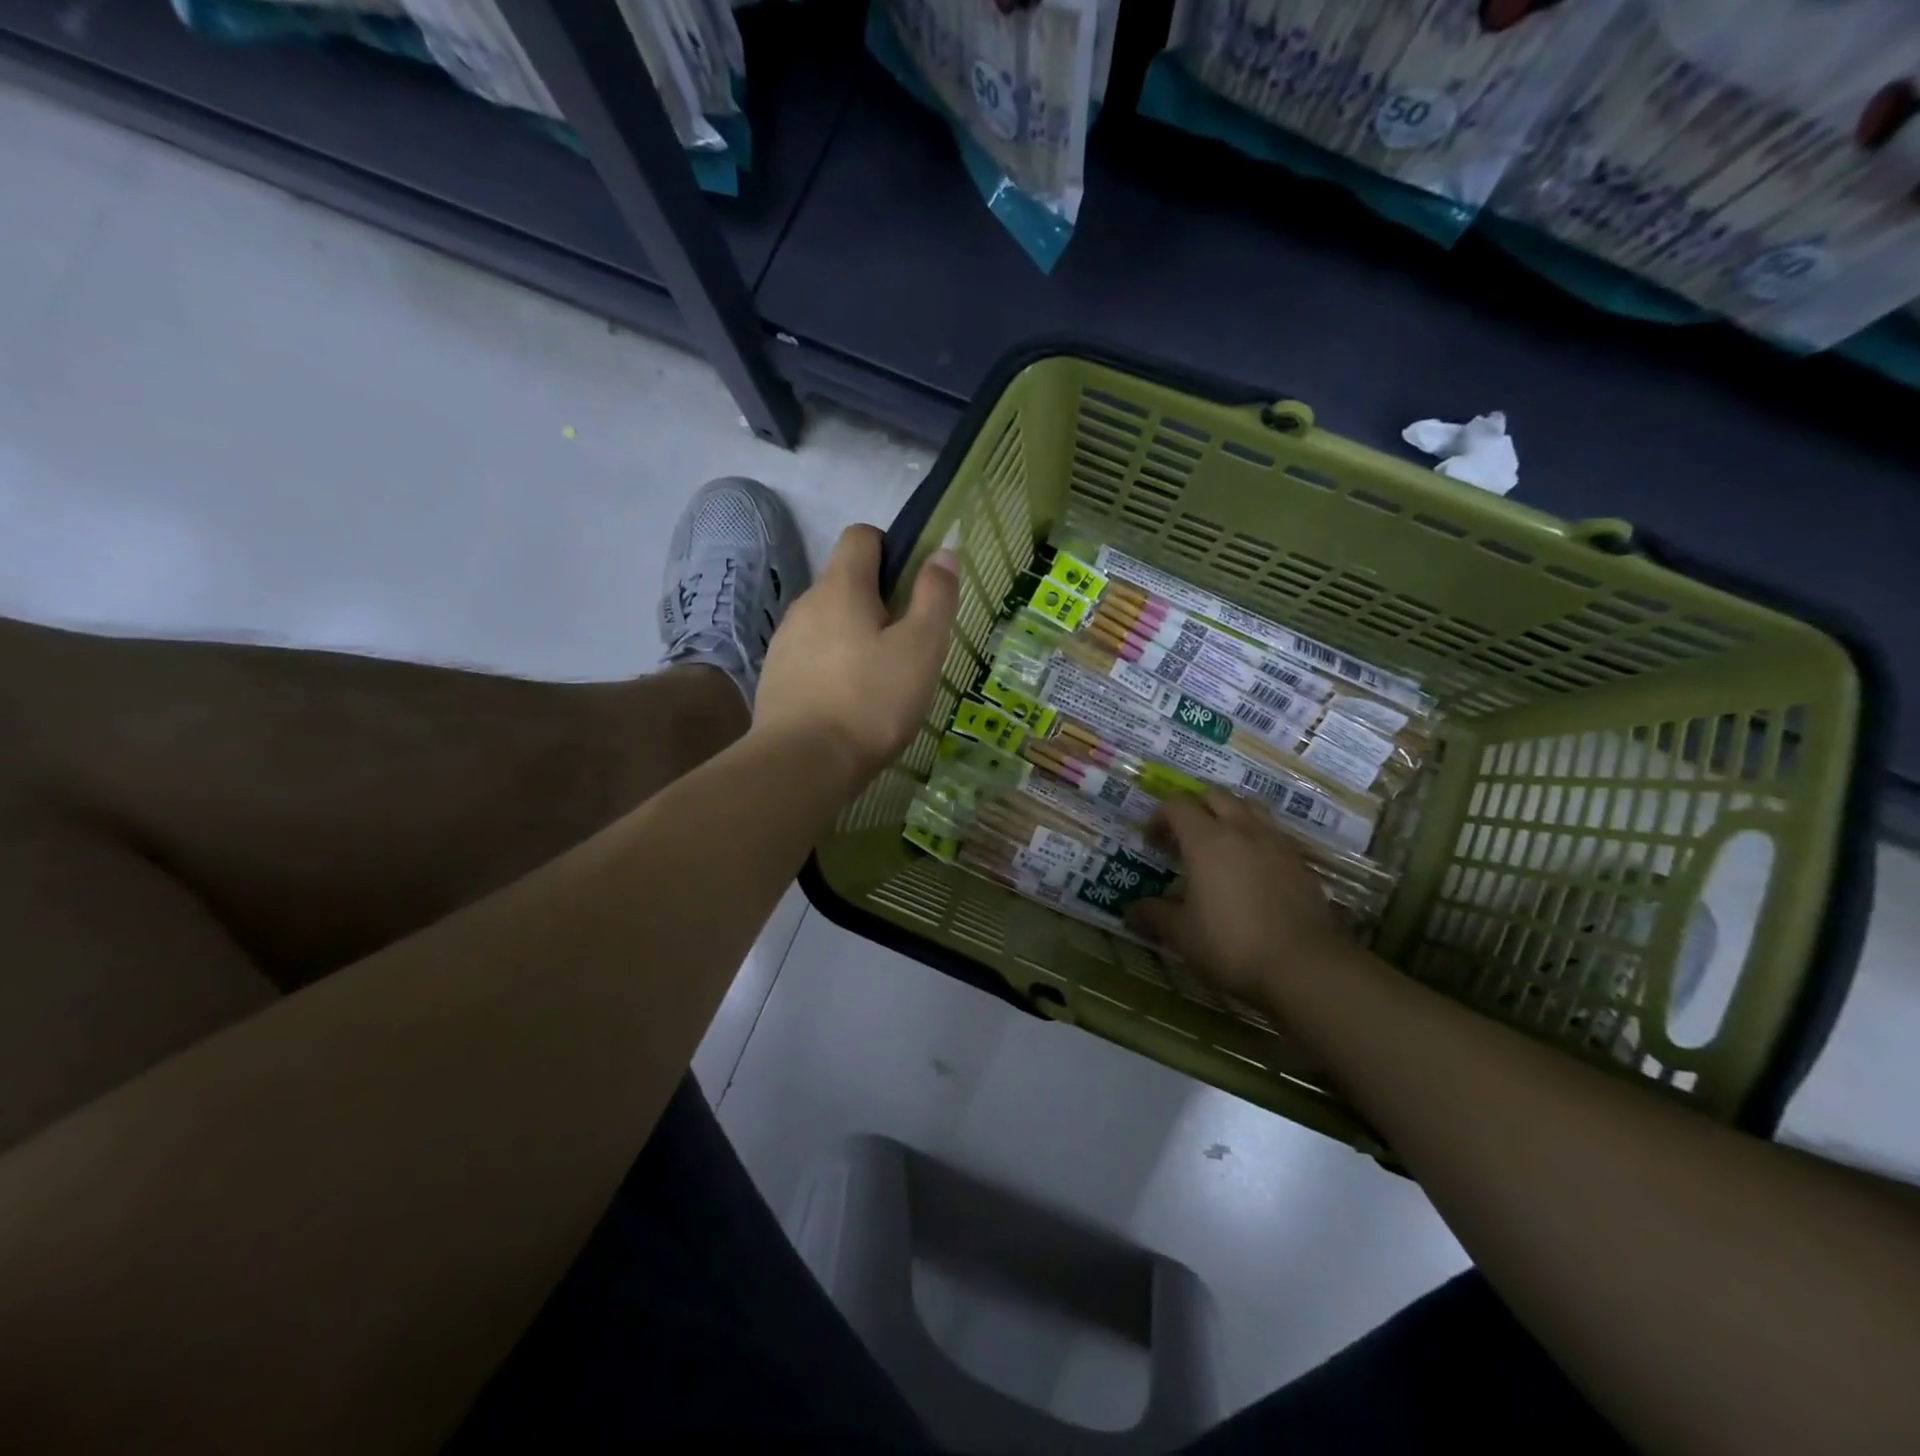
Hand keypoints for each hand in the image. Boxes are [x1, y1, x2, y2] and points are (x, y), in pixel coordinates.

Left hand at [754, 525, 957, 787]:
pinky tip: (850, 703)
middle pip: (846, 582)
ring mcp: (785, 642)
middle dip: (879, 602)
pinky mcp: (776, 677)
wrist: (802, 764)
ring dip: (855, 637)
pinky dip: (834, 667)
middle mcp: (806, 604)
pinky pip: (812, 656)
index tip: (914, 586)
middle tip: (909, 644)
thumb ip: (935, 596)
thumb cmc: (871, 701)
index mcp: (841, 587)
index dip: (892, 548)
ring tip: (881, 680)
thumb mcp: (921, 648)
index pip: (862, 536)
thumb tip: (943, 551)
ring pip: (829, 622)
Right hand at [1126, 789, 1351, 1006]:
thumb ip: (1154, 915)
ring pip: (1250, 807)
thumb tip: (1132, 910)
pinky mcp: (1301, 861)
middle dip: (1195, 808)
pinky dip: (1257, 838)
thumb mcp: (1182, 935)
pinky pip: (1273, 833)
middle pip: (1215, 795)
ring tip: (1221, 844)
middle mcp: (1242, 829)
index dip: (1159, 817)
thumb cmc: (1232, 945)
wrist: (1304, 966)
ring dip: (1230, 815)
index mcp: (1206, 839)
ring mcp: (1276, 842)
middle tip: (1185, 838)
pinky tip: (1252, 869)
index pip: (1177, 804)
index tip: (1153, 843)